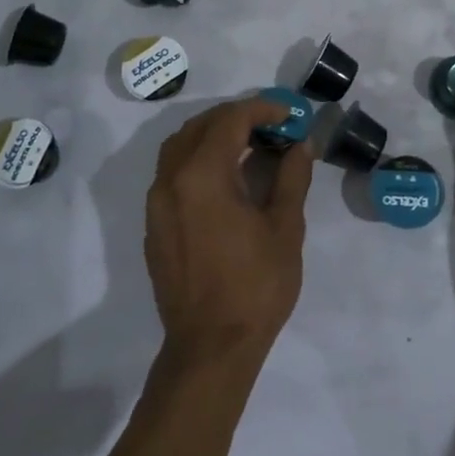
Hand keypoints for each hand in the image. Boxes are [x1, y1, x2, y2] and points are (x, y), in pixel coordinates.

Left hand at [145, 96, 314, 369]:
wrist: (210, 347)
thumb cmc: (255, 286)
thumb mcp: (285, 228)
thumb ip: (292, 177)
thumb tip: (301, 145)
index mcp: (202, 176)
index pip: (230, 120)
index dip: (262, 108)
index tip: (290, 114)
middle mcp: (171, 180)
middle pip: (200, 127)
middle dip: (237, 117)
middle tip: (273, 126)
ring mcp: (156, 203)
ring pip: (179, 146)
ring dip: (213, 135)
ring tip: (249, 145)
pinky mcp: (153, 224)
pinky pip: (172, 173)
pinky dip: (198, 159)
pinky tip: (226, 178)